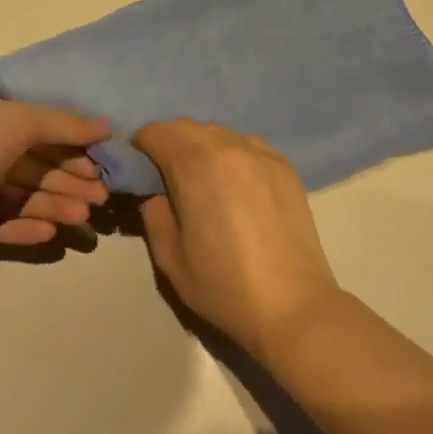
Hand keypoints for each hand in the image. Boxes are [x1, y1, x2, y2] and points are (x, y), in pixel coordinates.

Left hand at [0, 95, 111, 253]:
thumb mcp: (19, 121)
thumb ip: (64, 124)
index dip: (73, 147)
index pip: (42, 132)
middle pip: (36, 166)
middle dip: (69, 180)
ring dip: (54, 205)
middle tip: (101, 199)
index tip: (101, 166)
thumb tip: (107, 124)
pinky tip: (51, 233)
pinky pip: (1, 222)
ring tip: (83, 219)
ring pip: (22, 196)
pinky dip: (25, 226)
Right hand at [134, 120, 343, 360]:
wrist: (293, 307)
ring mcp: (260, 153)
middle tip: (167, 176)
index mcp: (193, 165)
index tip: (138, 169)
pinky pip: (247, 144)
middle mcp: (227, 146)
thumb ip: (154, 215)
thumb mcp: (170, 258)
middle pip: (186, 126)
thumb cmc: (225, 286)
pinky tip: (236, 183)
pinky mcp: (284, 166)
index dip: (140, 146)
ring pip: (218, 132)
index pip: (156, 132)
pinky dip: (233, 153)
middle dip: (169, 143)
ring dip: (202, 145)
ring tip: (204, 179)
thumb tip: (154, 194)